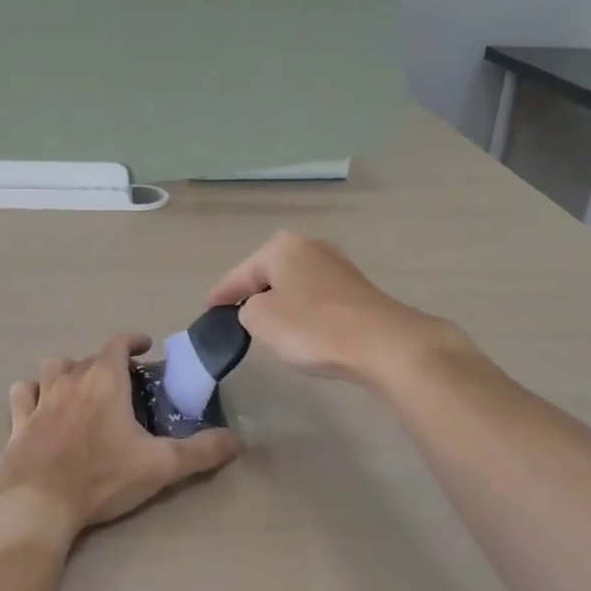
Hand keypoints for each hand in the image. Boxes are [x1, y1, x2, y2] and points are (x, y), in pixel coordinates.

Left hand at [0, 333, 238, 545]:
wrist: (39, 506)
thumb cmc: (102, 479)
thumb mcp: (161, 466)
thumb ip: (201, 452)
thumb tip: (236, 440)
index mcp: (104, 382)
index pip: (118, 343)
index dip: (133, 340)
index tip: (145, 346)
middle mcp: (70, 381)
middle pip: (87, 356)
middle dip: (105, 363)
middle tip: (121, 383)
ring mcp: (40, 400)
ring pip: (51, 368)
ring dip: (67, 371)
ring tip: (79, 389)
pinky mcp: (18, 423)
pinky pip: (22, 394)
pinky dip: (32, 393)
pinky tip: (39, 406)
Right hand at [205, 231, 467, 385]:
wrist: (382, 344)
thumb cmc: (313, 327)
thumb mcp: (261, 320)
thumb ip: (246, 310)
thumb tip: (259, 310)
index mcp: (281, 247)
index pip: (239, 274)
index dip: (221, 294)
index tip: (208, 311)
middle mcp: (310, 246)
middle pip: (268, 274)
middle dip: (251, 293)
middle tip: (233, 317)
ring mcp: (337, 266)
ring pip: (293, 285)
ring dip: (279, 303)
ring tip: (265, 327)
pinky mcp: (356, 290)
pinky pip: (315, 298)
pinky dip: (302, 311)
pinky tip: (301, 330)